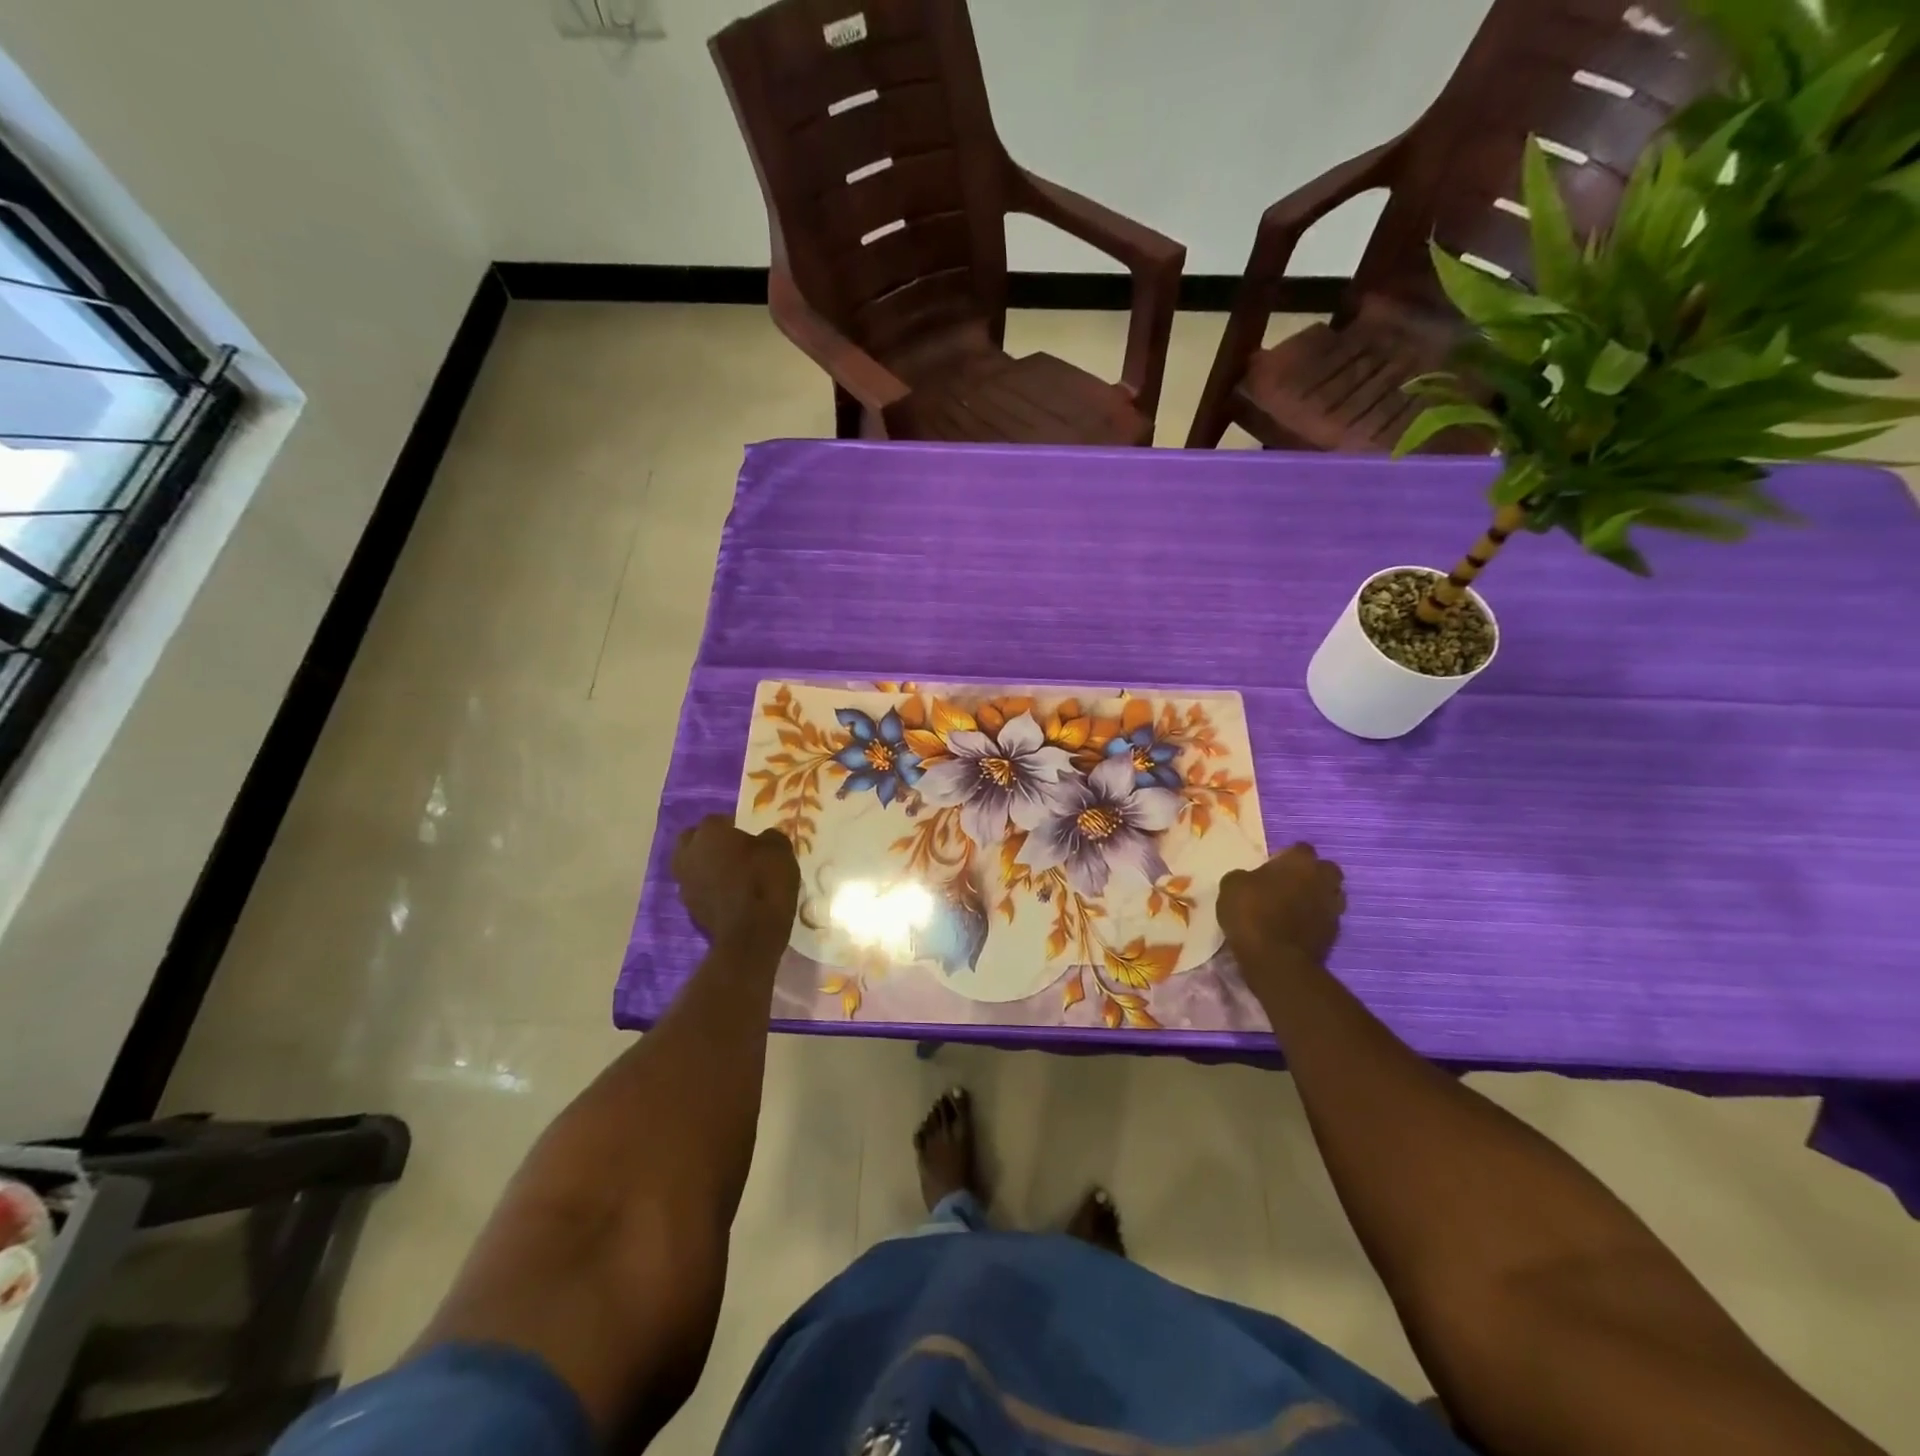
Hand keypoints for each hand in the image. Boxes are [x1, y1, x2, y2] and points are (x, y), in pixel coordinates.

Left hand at [672, 816, 799, 946]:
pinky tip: (730, 894)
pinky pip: (698, 889)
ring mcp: (685, 883)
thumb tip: (764, 839)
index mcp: (709, 834)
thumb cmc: (765, 882)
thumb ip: (770, 838)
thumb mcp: (780, 850)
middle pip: (693, 840)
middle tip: (733, 850)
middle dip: (709, 842)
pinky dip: (710, 888)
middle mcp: (689, 854)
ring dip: (706, 866)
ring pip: (692, 865)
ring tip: (731, 873)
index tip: (750, 836)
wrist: (751, 934)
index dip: (733, 826)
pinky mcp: (689, 908)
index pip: (717, 820)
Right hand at [1217, 844, 1345, 982]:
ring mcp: (1333, 908)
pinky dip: (1315, 921)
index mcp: (1300, 862)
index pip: (1301, 848)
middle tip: (1289, 883)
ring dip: (1316, 898)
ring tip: (1295, 907)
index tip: (1273, 866)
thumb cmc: (1252, 913)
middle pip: (1325, 870)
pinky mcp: (1335, 935)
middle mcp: (1323, 880)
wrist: (1275, 960)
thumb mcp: (1232, 886)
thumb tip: (1250, 879)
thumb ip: (1245, 876)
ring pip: (1330, 895)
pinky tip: (1297, 928)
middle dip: (1312, 874)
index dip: (1287, 856)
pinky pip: (1326, 919)